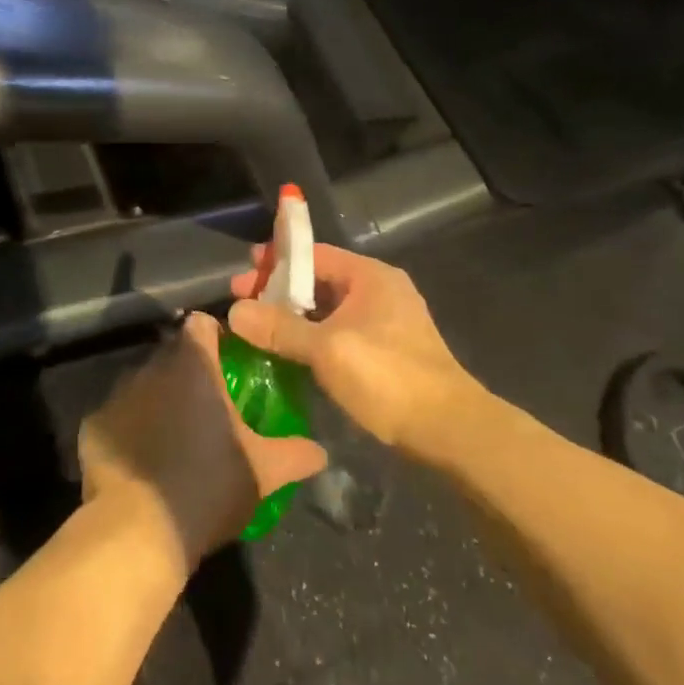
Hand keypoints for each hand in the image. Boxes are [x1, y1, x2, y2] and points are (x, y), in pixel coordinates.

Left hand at [78, 313, 327, 570]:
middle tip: (210, 405)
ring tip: (176, 435)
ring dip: (159, 398)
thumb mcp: (265, 472)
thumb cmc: (209, 485)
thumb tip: (322, 452)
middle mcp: (152, 367)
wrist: (139, 531)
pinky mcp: (93, 424)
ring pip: (144, 383)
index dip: (217, 336)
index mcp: (194, 365)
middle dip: (190, 371)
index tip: (231, 360)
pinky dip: (131, 429)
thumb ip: (296, 454)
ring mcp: (118, 394)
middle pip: (173, 353)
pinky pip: (119, 416)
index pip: (203, 324)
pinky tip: (143, 460)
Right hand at [229, 246, 480, 451]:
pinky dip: (312, 339)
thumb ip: (280, 328)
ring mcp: (385, 323)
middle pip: (319, 282)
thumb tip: (235, 312)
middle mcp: (379, 292)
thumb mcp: (327, 349)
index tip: (243, 275)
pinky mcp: (386, 352)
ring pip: (328, 311)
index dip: (275, 262)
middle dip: (279, 293)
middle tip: (242, 307)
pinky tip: (288, 355)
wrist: (448, 429)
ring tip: (258, 332)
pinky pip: (339, 334)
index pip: (314, 254)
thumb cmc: (388, 377)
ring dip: (294, 319)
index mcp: (370, 277)